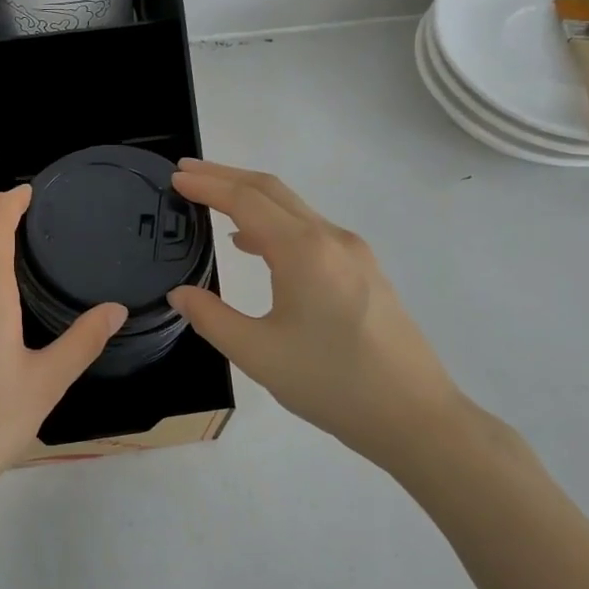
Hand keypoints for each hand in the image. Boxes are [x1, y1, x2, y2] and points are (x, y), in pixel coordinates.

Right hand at [168, 160, 471, 471]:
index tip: (174, 178)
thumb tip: (181, 293)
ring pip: (294, 209)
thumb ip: (211, 317)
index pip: (246, 200)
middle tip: (186, 173)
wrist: (413, 415)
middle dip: (226, 177)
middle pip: (272, 191)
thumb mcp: (257, 354)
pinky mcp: (364, 271)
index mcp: (303, 251)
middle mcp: (331, 238)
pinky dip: (274, 223)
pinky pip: (310, 230)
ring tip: (212, 202)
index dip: (207, 185)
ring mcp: (353, 253)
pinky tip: (255, 245)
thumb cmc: (331, 383)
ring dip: (251, 198)